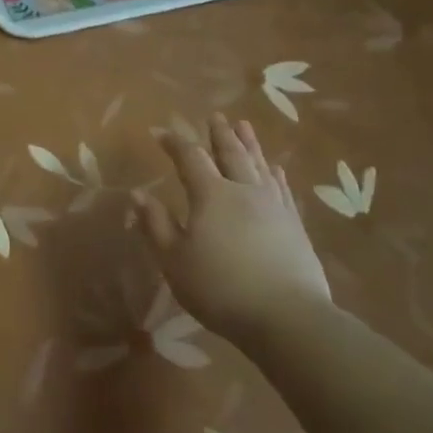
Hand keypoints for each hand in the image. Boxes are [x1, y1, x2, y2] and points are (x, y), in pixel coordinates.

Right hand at [135, 111, 332, 341]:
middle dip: (220, 134)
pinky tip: (275, 168)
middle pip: (231, 154)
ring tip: (244, 126)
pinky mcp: (294, 225)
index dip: (175, 144)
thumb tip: (138, 194)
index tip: (162, 133)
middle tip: (215, 116)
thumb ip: (156, 225)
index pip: (190, 159)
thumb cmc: (219, 288)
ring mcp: (274, 206)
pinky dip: (275, 173)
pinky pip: (282, 188)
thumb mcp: (174, 260)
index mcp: (211, 195)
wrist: (287, 316)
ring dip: (249, 144)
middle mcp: (244, 191)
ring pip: (259, 165)